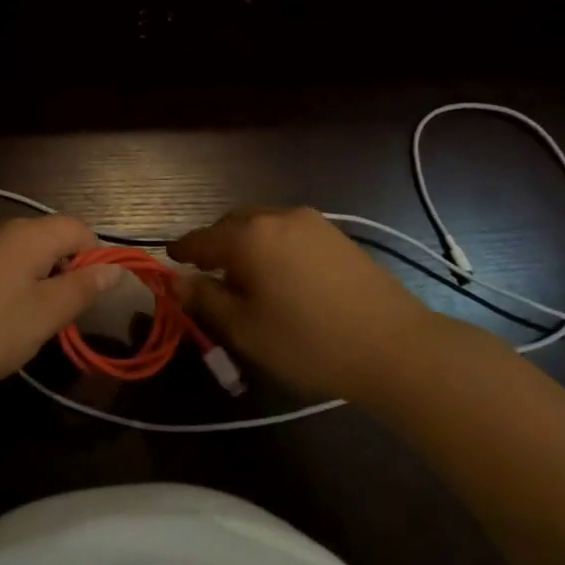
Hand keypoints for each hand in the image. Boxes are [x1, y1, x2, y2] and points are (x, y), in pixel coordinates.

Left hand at [0, 216, 119, 390]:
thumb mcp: (45, 315)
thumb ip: (82, 289)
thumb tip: (113, 268)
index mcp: (30, 234)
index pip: (79, 227)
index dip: (95, 256)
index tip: (91, 295)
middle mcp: (3, 227)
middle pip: (50, 237)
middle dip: (65, 270)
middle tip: (61, 314)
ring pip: (24, 252)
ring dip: (38, 279)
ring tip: (30, 320)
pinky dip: (11, 283)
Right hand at [168, 208, 441, 396]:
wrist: (395, 346)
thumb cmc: (309, 342)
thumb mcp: (247, 330)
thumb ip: (207, 301)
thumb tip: (180, 283)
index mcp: (248, 237)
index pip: (201, 239)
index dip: (182, 251)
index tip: (168, 258)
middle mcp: (276, 217)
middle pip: (231, 224)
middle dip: (214, 244)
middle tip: (206, 272)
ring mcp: (310, 222)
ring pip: (261, 224)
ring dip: (244, 242)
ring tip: (244, 274)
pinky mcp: (335, 235)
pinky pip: (287, 230)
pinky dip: (271, 244)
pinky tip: (279, 273)